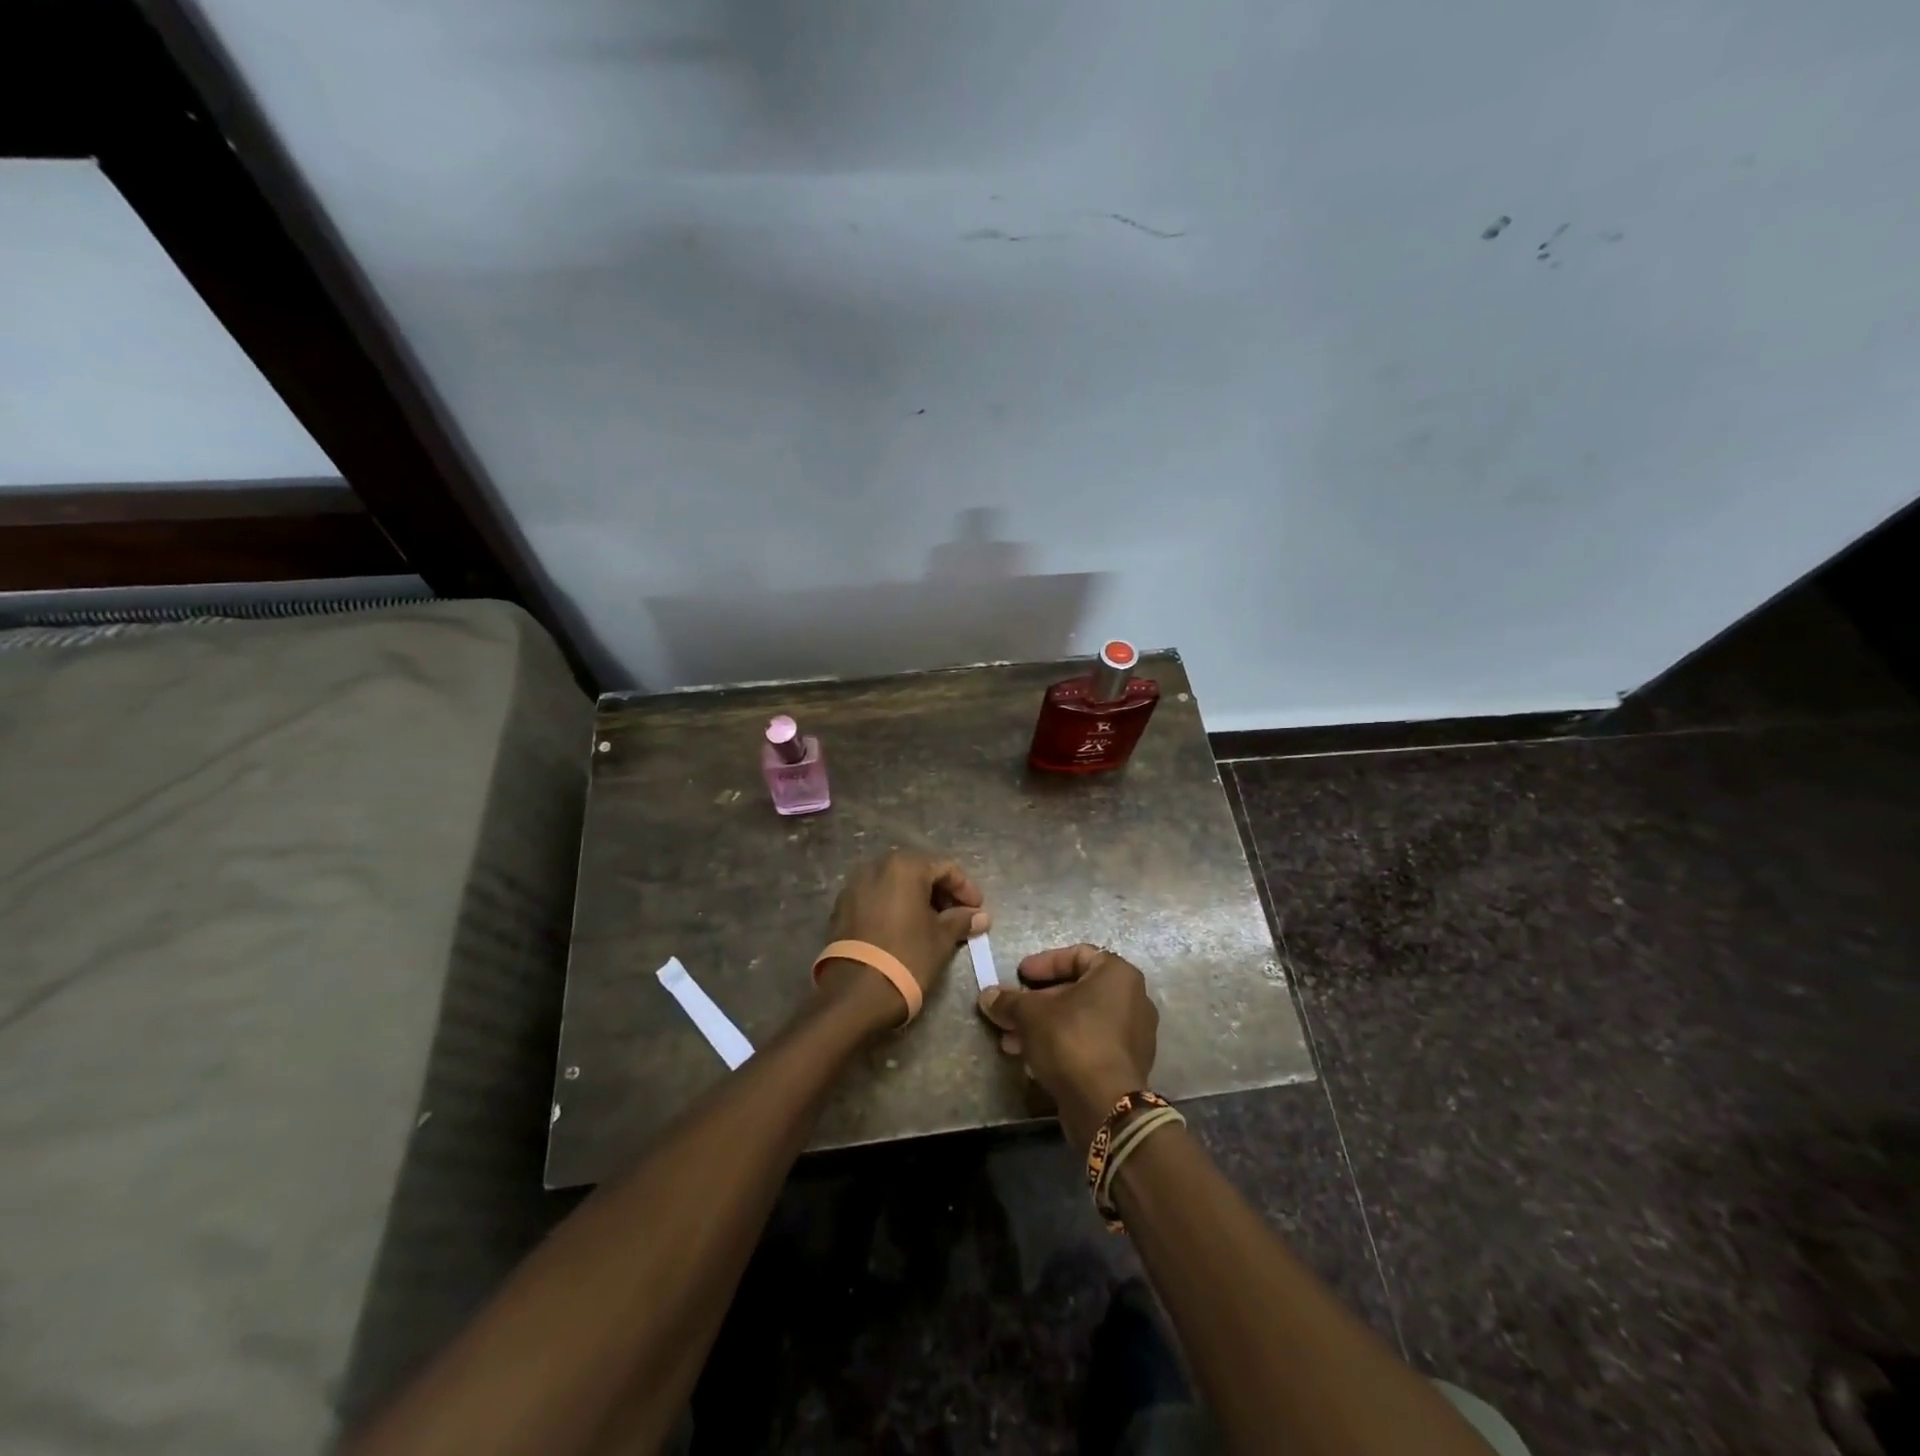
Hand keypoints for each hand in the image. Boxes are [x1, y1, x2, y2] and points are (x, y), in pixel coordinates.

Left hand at [817, 851, 989, 1027]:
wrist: (856, 993)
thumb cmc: (908, 957)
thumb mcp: (942, 938)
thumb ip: (962, 920)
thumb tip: (981, 916)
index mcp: (904, 866)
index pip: (946, 868)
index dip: (966, 889)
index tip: (978, 911)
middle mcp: (876, 866)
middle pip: (918, 872)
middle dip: (941, 893)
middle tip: (958, 917)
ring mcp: (855, 886)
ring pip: (895, 884)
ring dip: (917, 899)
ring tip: (933, 925)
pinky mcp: (842, 907)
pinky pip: (876, 898)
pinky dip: (894, 907)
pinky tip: (906, 929)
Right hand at [977, 944, 1159, 1146]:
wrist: (1105, 1105)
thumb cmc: (1071, 1041)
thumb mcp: (1031, 1015)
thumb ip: (1009, 1001)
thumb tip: (987, 996)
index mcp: (1118, 975)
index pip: (1078, 955)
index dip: (1044, 962)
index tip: (1019, 974)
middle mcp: (1133, 999)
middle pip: (1076, 990)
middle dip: (1037, 1002)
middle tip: (1010, 1011)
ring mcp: (1132, 1035)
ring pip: (1080, 1020)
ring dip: (1044, 1027)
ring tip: (1011, 1041)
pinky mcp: (1126, 1065)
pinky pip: (1089, 1044)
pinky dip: (1062, 1045)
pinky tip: (1031, 1060)